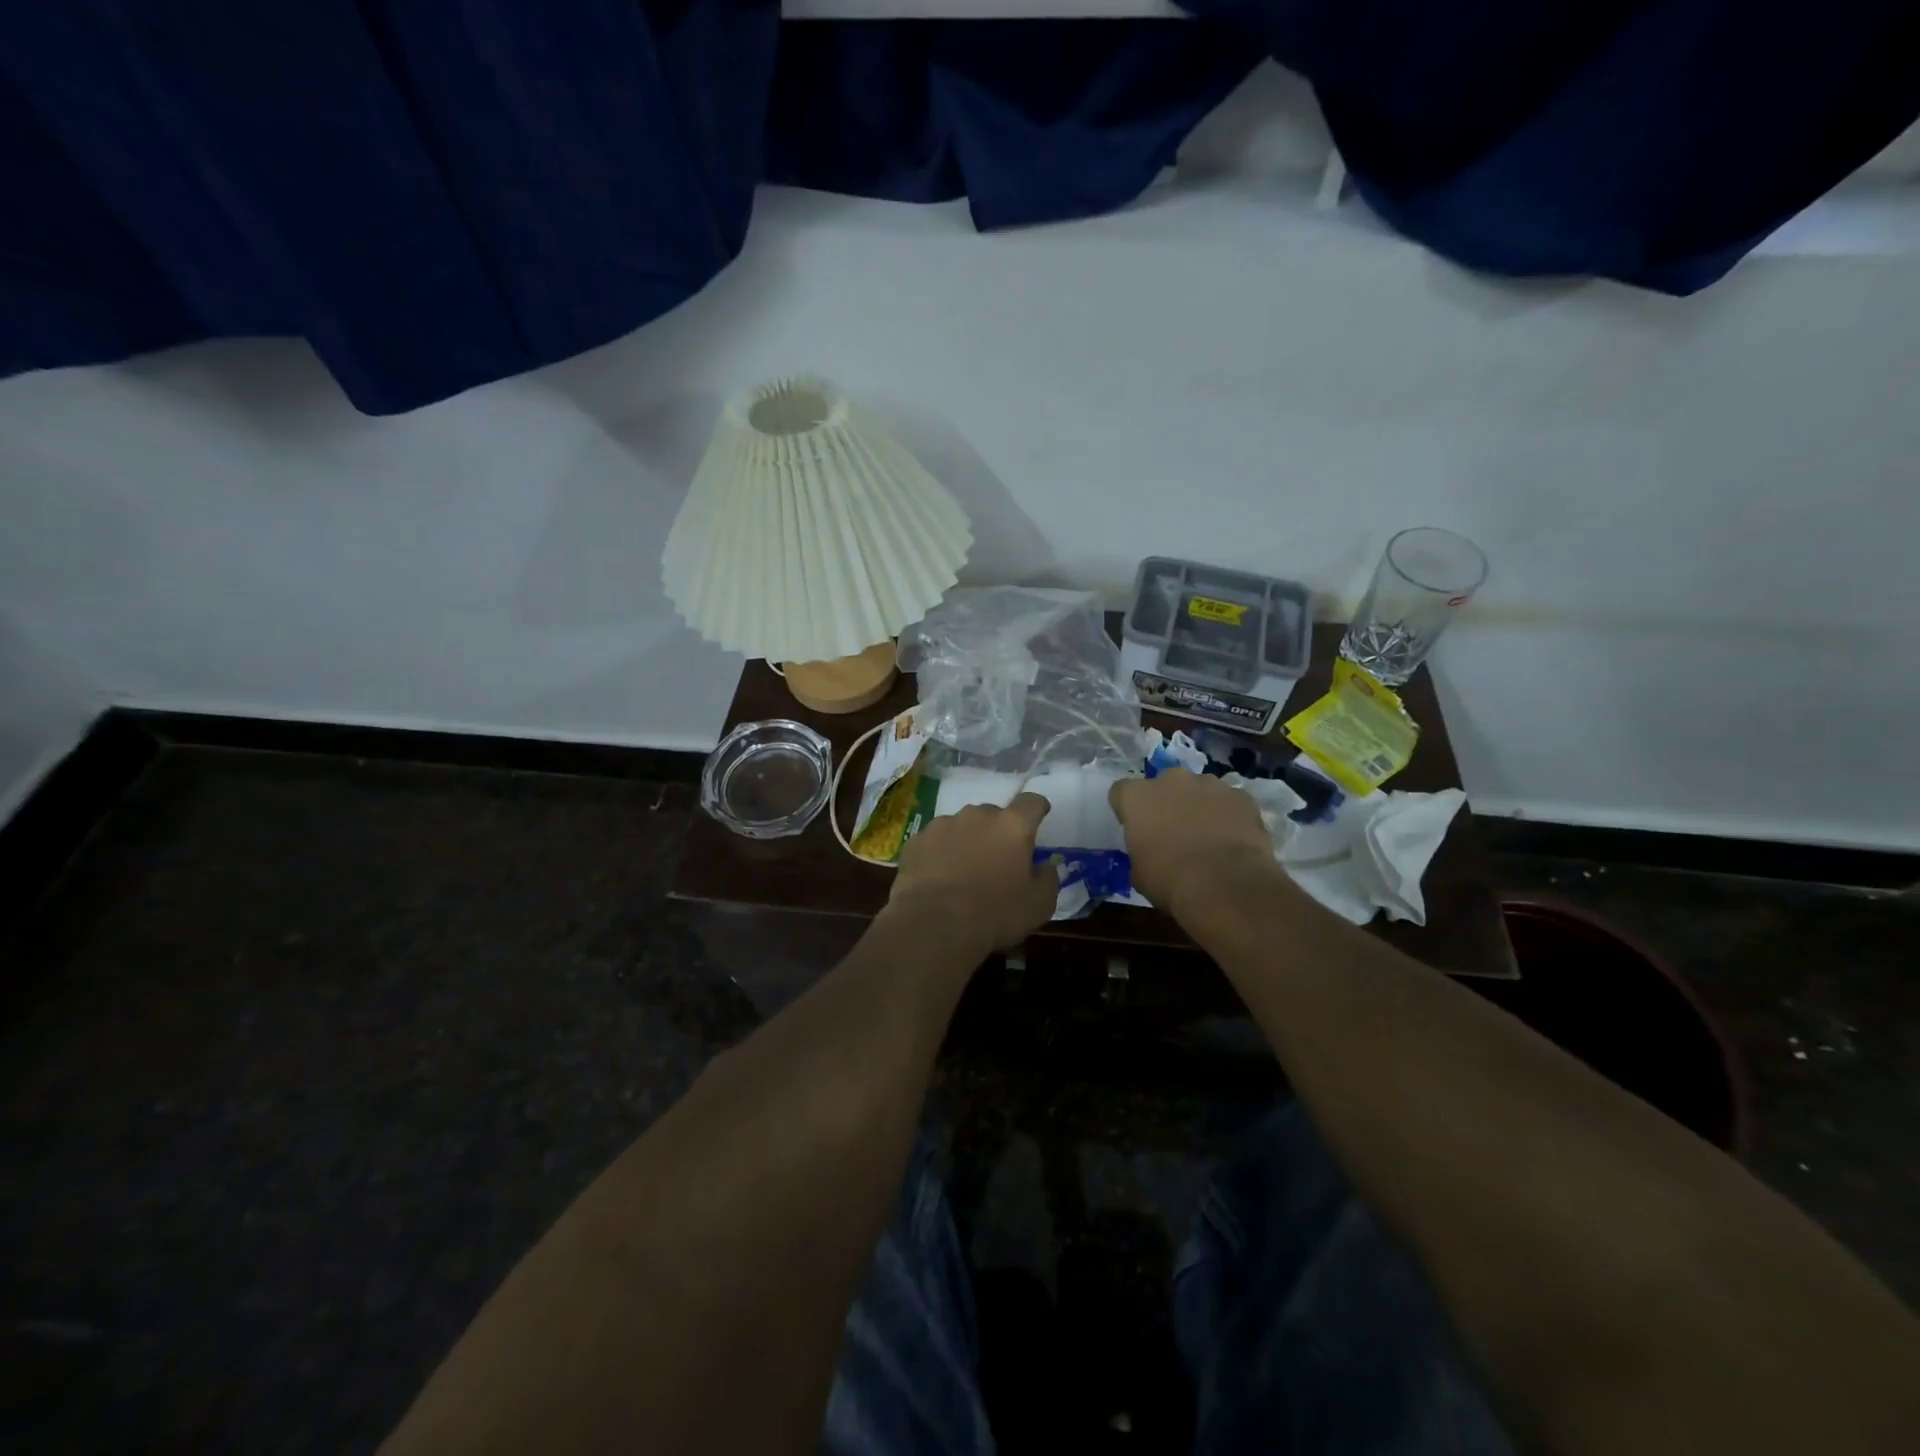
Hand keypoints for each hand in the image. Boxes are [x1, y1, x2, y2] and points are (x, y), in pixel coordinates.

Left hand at [887, 793, 1058, 951]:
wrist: (934, 925)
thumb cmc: (995, 914)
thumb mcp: (1039, 905)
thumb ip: (1048, 879)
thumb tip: (1045, 866)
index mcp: (1012, 826)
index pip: (1031, 802)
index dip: (1037, 808)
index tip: (1039, 816)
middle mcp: (977, 815)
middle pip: (994, 814)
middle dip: (998, 832)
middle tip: (997, 859)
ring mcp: (943, 824)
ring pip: (962, 826)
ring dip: (967, 841)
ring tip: (964, 871)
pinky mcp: (917, 840)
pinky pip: (935, 841)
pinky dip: (940, 853)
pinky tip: (938, 878)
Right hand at [1109, 769, 1285, 917]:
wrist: (1226, 886)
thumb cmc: (1170, 881)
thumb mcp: (1139, 872)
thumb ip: (1141, 849)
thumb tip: (1151, 851)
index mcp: (1138, 797)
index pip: (1122, 792)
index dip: (1129, 810)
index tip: (1136, 828)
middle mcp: (1171, 780)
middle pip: (1164, 785)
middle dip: (1167, 803)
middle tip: (1174, 832)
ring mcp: (1209, 784)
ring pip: (1199, 791)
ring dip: (1199, 807)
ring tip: (1208, 837)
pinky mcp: (1241, 796)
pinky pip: (1229, 802)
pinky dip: (1229, 816)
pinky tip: (1233, 841)